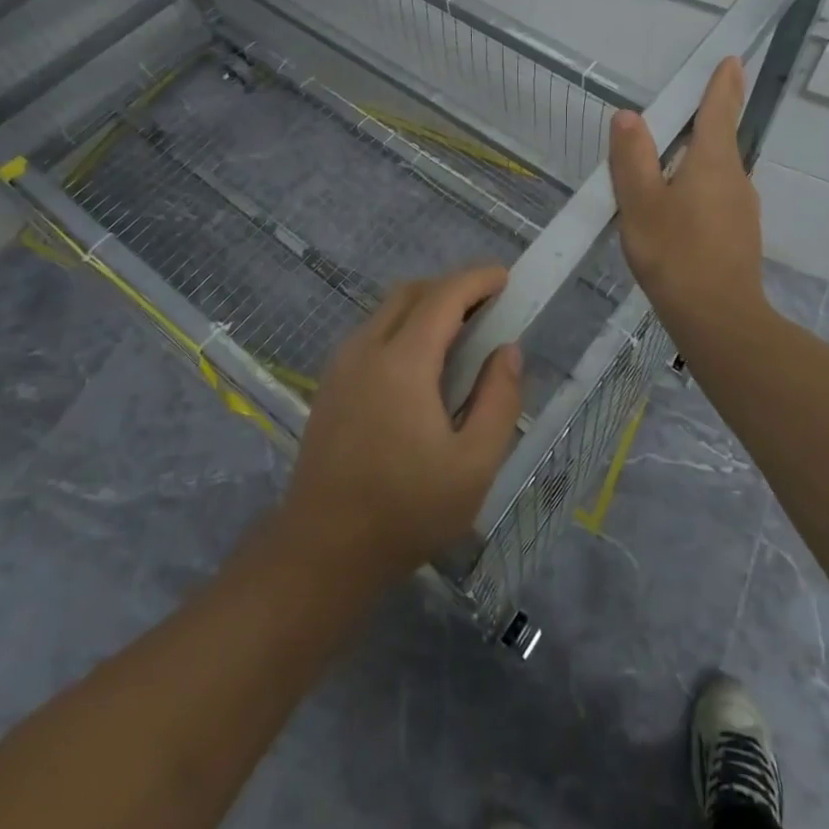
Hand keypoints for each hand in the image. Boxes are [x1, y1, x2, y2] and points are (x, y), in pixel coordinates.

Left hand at [277, 265, 523, 582]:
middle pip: (412, 292)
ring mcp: (342, 365)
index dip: (477, 279)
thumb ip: (499, 401)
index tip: (505, 277)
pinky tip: (423, 364)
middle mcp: (366, 349)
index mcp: (402, 362)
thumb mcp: (474, 465)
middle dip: (452, 286)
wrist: (322, 550)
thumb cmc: (406, 510)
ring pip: (388, 310)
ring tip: (461, 332)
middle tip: (488, 306)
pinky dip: (404, 326)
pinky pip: (372, 332)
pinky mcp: (330, 383)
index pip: (443, 296)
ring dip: (427, 305)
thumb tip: (507, 351)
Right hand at [609, 56, 768, 341]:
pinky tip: (674, 210)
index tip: (732, 60)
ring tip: (663, 166)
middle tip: (677, 113)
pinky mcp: (739, 233)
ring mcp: (742, 208)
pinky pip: (716, 196)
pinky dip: (697, 188)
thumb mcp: (641, 203)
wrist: (718, 318)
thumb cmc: (675, 254)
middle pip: (719, 138)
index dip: (723, 83)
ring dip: (696, 159)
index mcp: (714, 162)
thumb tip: (628, 115)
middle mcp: (736, 178)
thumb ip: (633, 157)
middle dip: (703, 121)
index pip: (719, 109)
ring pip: (716, 171)